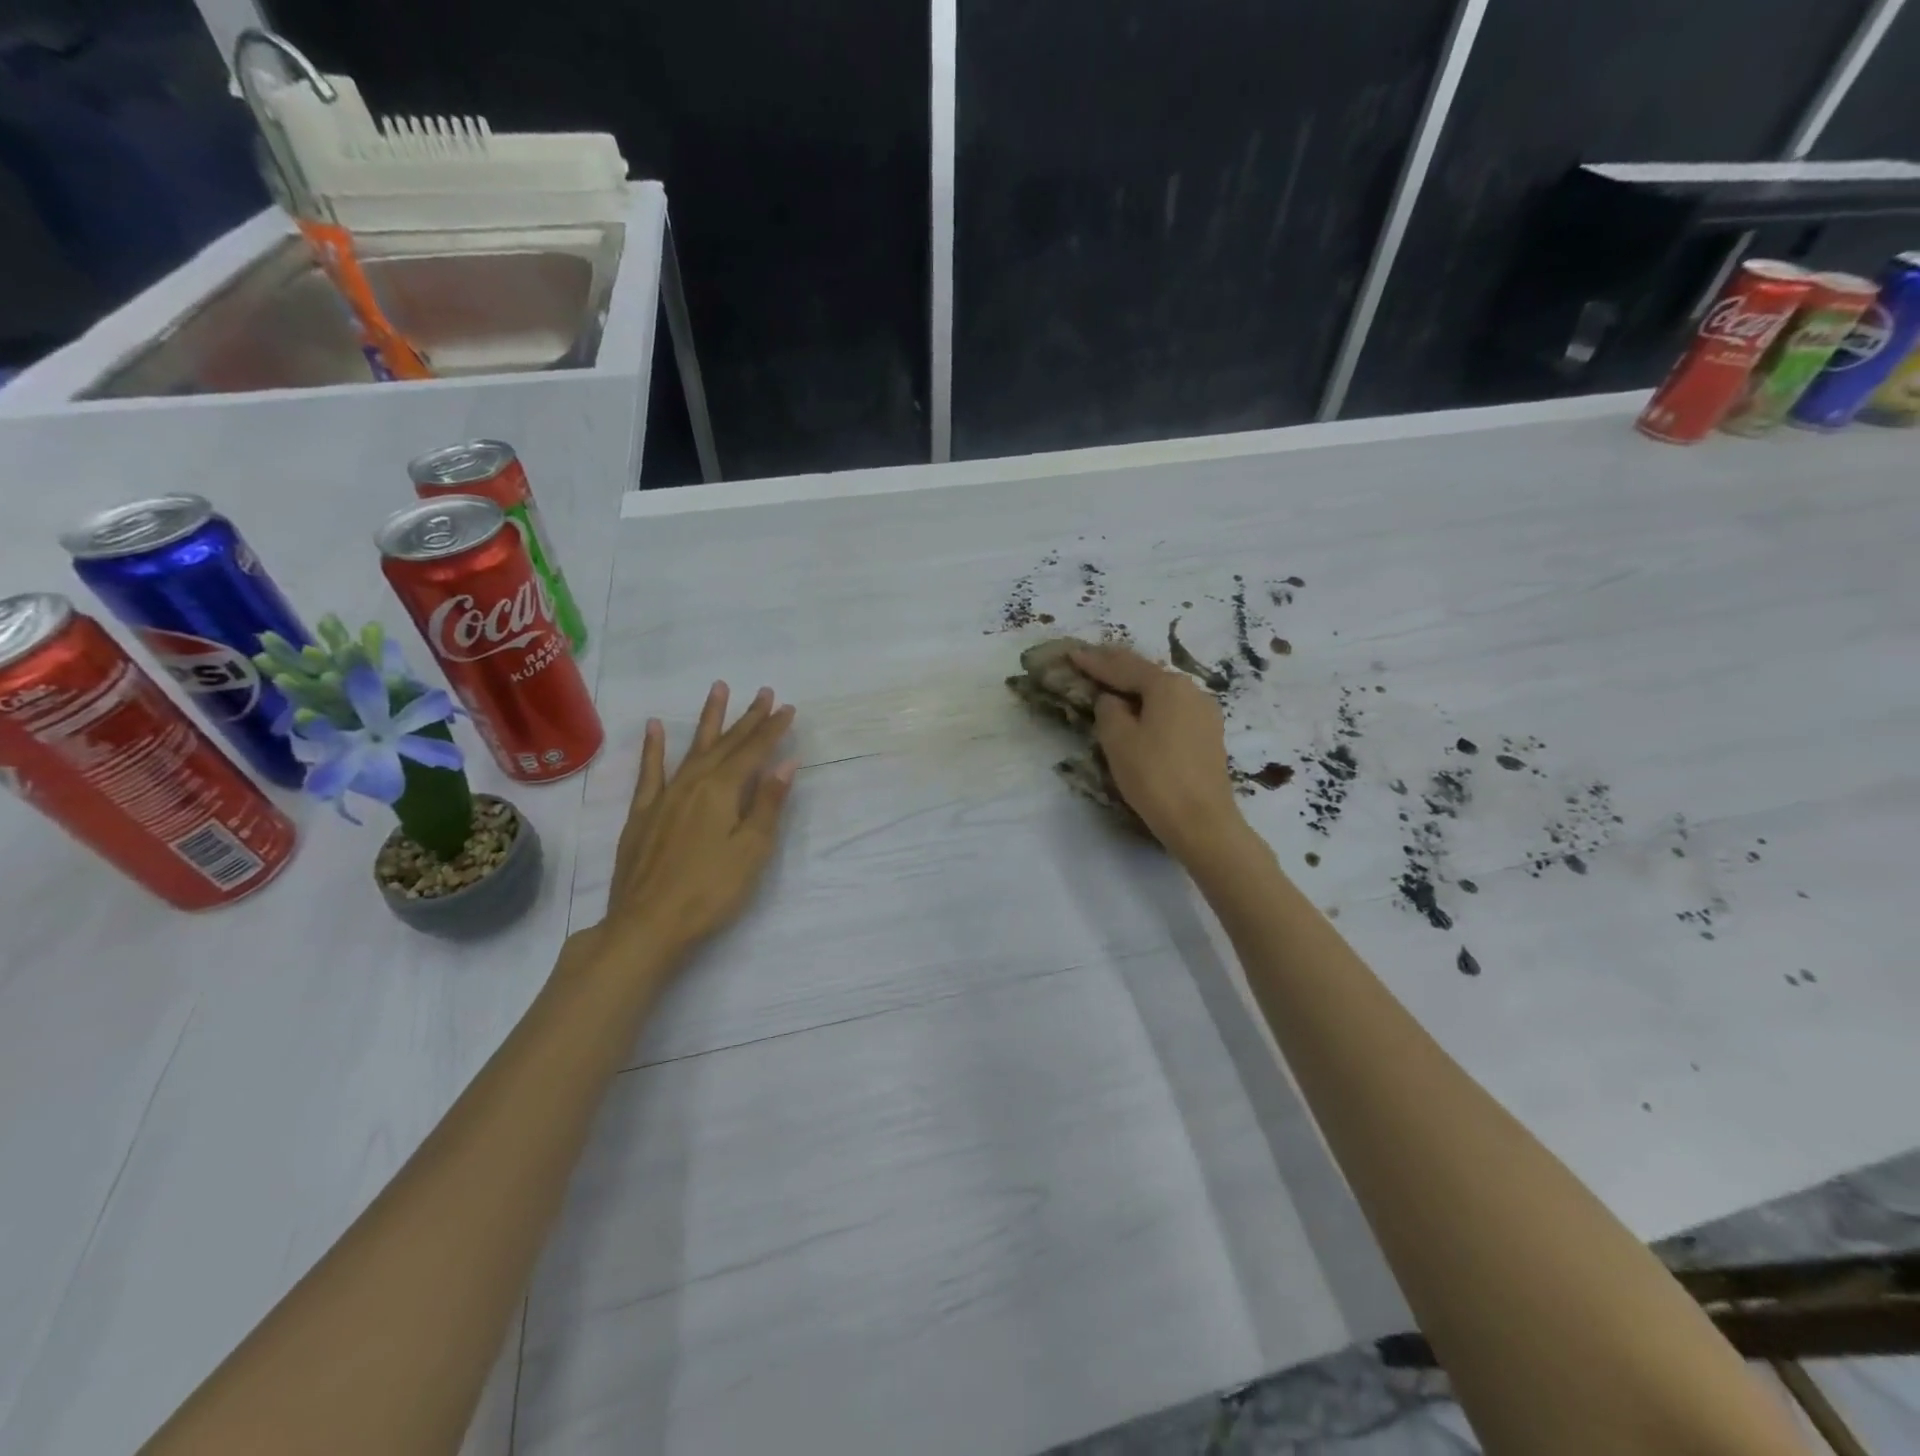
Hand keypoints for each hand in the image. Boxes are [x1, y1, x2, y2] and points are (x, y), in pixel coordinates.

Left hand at [597, 681, 797, 956]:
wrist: (647, 923)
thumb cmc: (710, 890)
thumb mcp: (751, 850)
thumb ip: (768, 804)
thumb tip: (785, 764)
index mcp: (722, 791)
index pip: (754, 752)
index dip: (772, 730)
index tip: (788, 708)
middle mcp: (693, 783)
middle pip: (726, 744)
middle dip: (748, 718)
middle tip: (764, 693)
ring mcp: (664, 796)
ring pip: (692, 749)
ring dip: (709, 719)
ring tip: (718, 689)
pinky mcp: (643, 814)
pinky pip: (649, 772)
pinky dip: (654, 747)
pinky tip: (655, 727)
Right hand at [1070, 645, 1245, 860]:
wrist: (1202, 822)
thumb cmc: (1154, 777)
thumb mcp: (1118, 740)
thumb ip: (1109, 710)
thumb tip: (1113, 700)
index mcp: (1168, 685)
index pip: (1123, 667)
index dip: (1094, 661)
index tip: (1072, 653)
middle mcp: (1191, 690)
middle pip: (1147, 673)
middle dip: (1117, 666)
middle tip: (1090, 659)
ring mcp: (1205, 712)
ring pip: (1162, 691)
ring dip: (1136, 686)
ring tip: (1112, 681)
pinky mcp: (1208, 735)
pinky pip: (1173, 709)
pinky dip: (1152, 705)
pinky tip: (1141, 709)